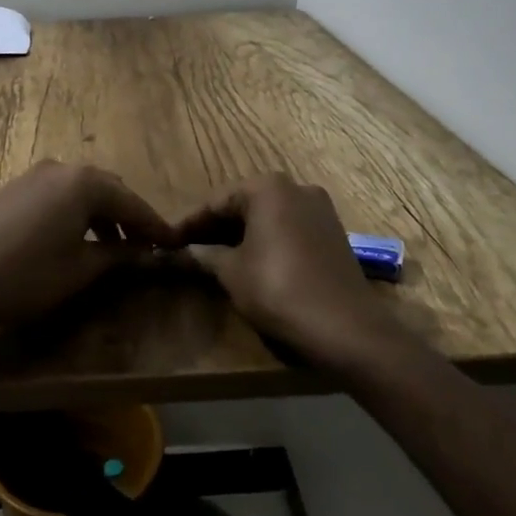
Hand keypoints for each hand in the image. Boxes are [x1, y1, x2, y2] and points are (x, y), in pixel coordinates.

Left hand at [0, 161, 179, 331]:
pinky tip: (78, 240)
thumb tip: (144, 253)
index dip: (155, 226)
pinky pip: (59, 195)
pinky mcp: (16, 189)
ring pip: (82, 191)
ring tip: (115, 250)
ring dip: (102, 216)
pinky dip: (77, 214)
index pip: (131, 202)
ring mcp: (35, 175)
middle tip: (146, 246)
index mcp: (84, 183)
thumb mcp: (80, 269)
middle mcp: (62, 168)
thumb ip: (118, 256)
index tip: (175, 243)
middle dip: (129, 217)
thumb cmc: (28, 275)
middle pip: (108, 189)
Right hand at [176, 173, 384, 353]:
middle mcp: (295, 187)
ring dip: (241, 234)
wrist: (347, 328)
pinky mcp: (333, 232)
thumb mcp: (232, 272)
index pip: (216, 201)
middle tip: (189, 249)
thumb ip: (205, 256)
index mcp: (267, 187)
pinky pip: (288, 228)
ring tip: (215, 257)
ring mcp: (319, 209)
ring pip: (268, 216)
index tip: (168, 240)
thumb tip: (182, 252)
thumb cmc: (279, 289)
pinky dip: (267, 240)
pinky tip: (251, 261)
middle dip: (216, 227)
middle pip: (244, 204)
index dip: (190, 223)